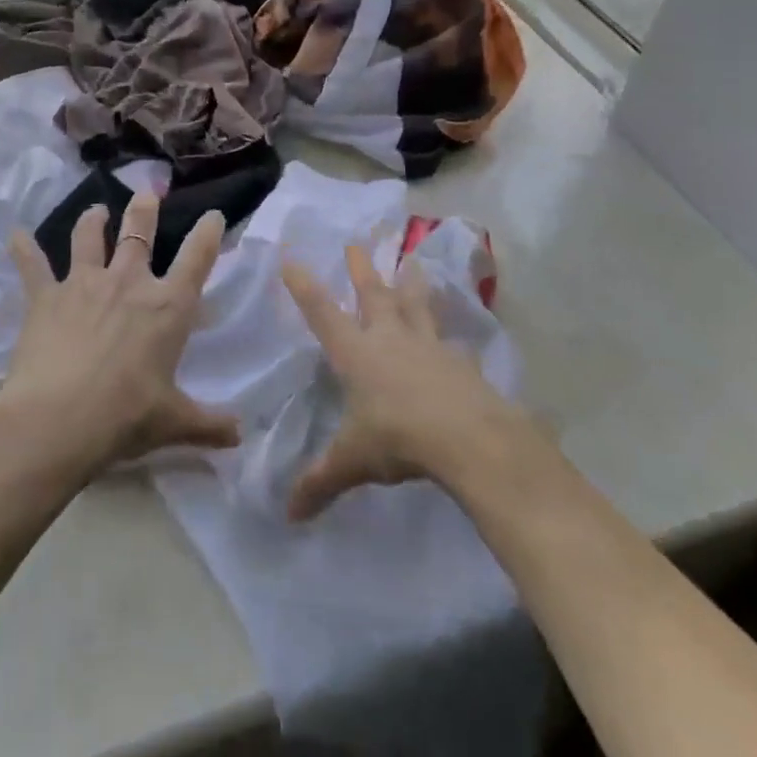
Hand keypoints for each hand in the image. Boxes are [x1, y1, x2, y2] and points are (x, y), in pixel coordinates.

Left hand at [0, 194, 239, 479]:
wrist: (57, 420)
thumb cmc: (124, 416)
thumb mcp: (173, 422)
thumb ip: (208, 424)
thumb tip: (240, 436)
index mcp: (167, 306)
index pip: (197, 258)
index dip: (208, 233)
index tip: (214, 215)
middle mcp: (129, 282)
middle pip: (140, 231)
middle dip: (145, 209)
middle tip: (146, 193)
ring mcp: (84, 283)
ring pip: (89, 237)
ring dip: (93, 220)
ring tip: (96, 210)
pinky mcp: (46, 296)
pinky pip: (32, 265)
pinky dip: (23, 249)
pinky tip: (16, 235)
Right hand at [281, 246, 524, 520]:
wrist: (467, 437)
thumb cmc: (399, 439)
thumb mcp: (354, 461)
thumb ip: (321, 481)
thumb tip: (289, 514)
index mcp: (357, 353)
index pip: (322, 312)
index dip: (304, 286)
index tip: (291, 257)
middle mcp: (390, 338)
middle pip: (373, 294)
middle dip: (361, 269)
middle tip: (356, 243)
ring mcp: (428, 345)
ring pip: (416, 305)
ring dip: (411, 283)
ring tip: (413, 261)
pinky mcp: (459, 361)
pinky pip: (449, 340)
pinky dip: (447, 334)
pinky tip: (454, 338)